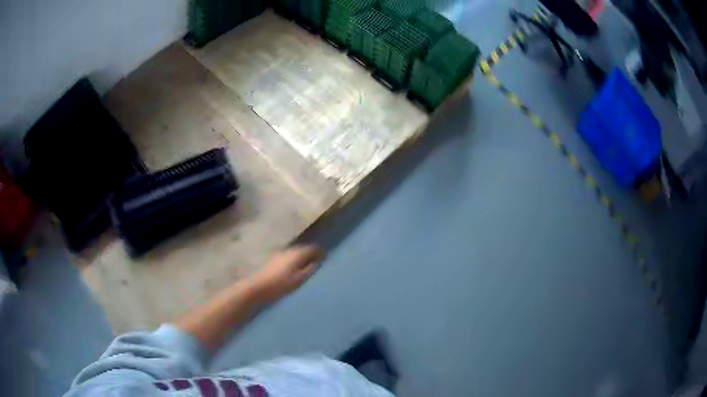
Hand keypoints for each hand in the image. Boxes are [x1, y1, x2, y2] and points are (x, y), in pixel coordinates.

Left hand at [251, 245, 323, 302]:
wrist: (258, 287)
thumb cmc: (281, 284)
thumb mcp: (300, 279)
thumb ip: (311, 269)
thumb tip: (318, 262)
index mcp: (297, 253)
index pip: (313, 248)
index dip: (320, 252)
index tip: (326, 258)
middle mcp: (289, 249)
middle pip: (303, 249)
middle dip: (311, 254)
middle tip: (318, 263)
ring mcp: (280, 253)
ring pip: (295, 252)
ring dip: (302, 257)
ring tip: (306, 267)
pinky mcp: (273, 259)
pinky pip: (288, 257)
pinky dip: (294, 260)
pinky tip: (294, 269)